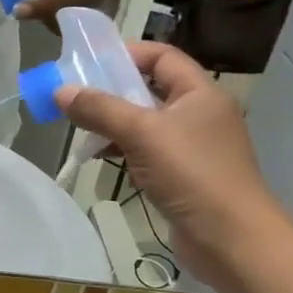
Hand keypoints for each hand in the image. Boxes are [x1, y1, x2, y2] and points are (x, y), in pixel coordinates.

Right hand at [57, 42, 292, 287]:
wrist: (231, 239)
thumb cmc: (192, 175)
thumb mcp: (142, 134)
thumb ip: (100, 110)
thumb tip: (61, 91)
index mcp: (200, 93)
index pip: (161, 56)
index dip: (126, 53)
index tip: (88, 64)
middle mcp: (200, 113)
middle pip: (150, 88)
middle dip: (112, 90)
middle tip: (75, 96)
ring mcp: (193, 146)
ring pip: (146, 121)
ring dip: (113, 122)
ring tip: (81, 128)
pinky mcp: (184, 174)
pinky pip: (148, 149)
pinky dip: (123, 148)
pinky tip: (101, 156)